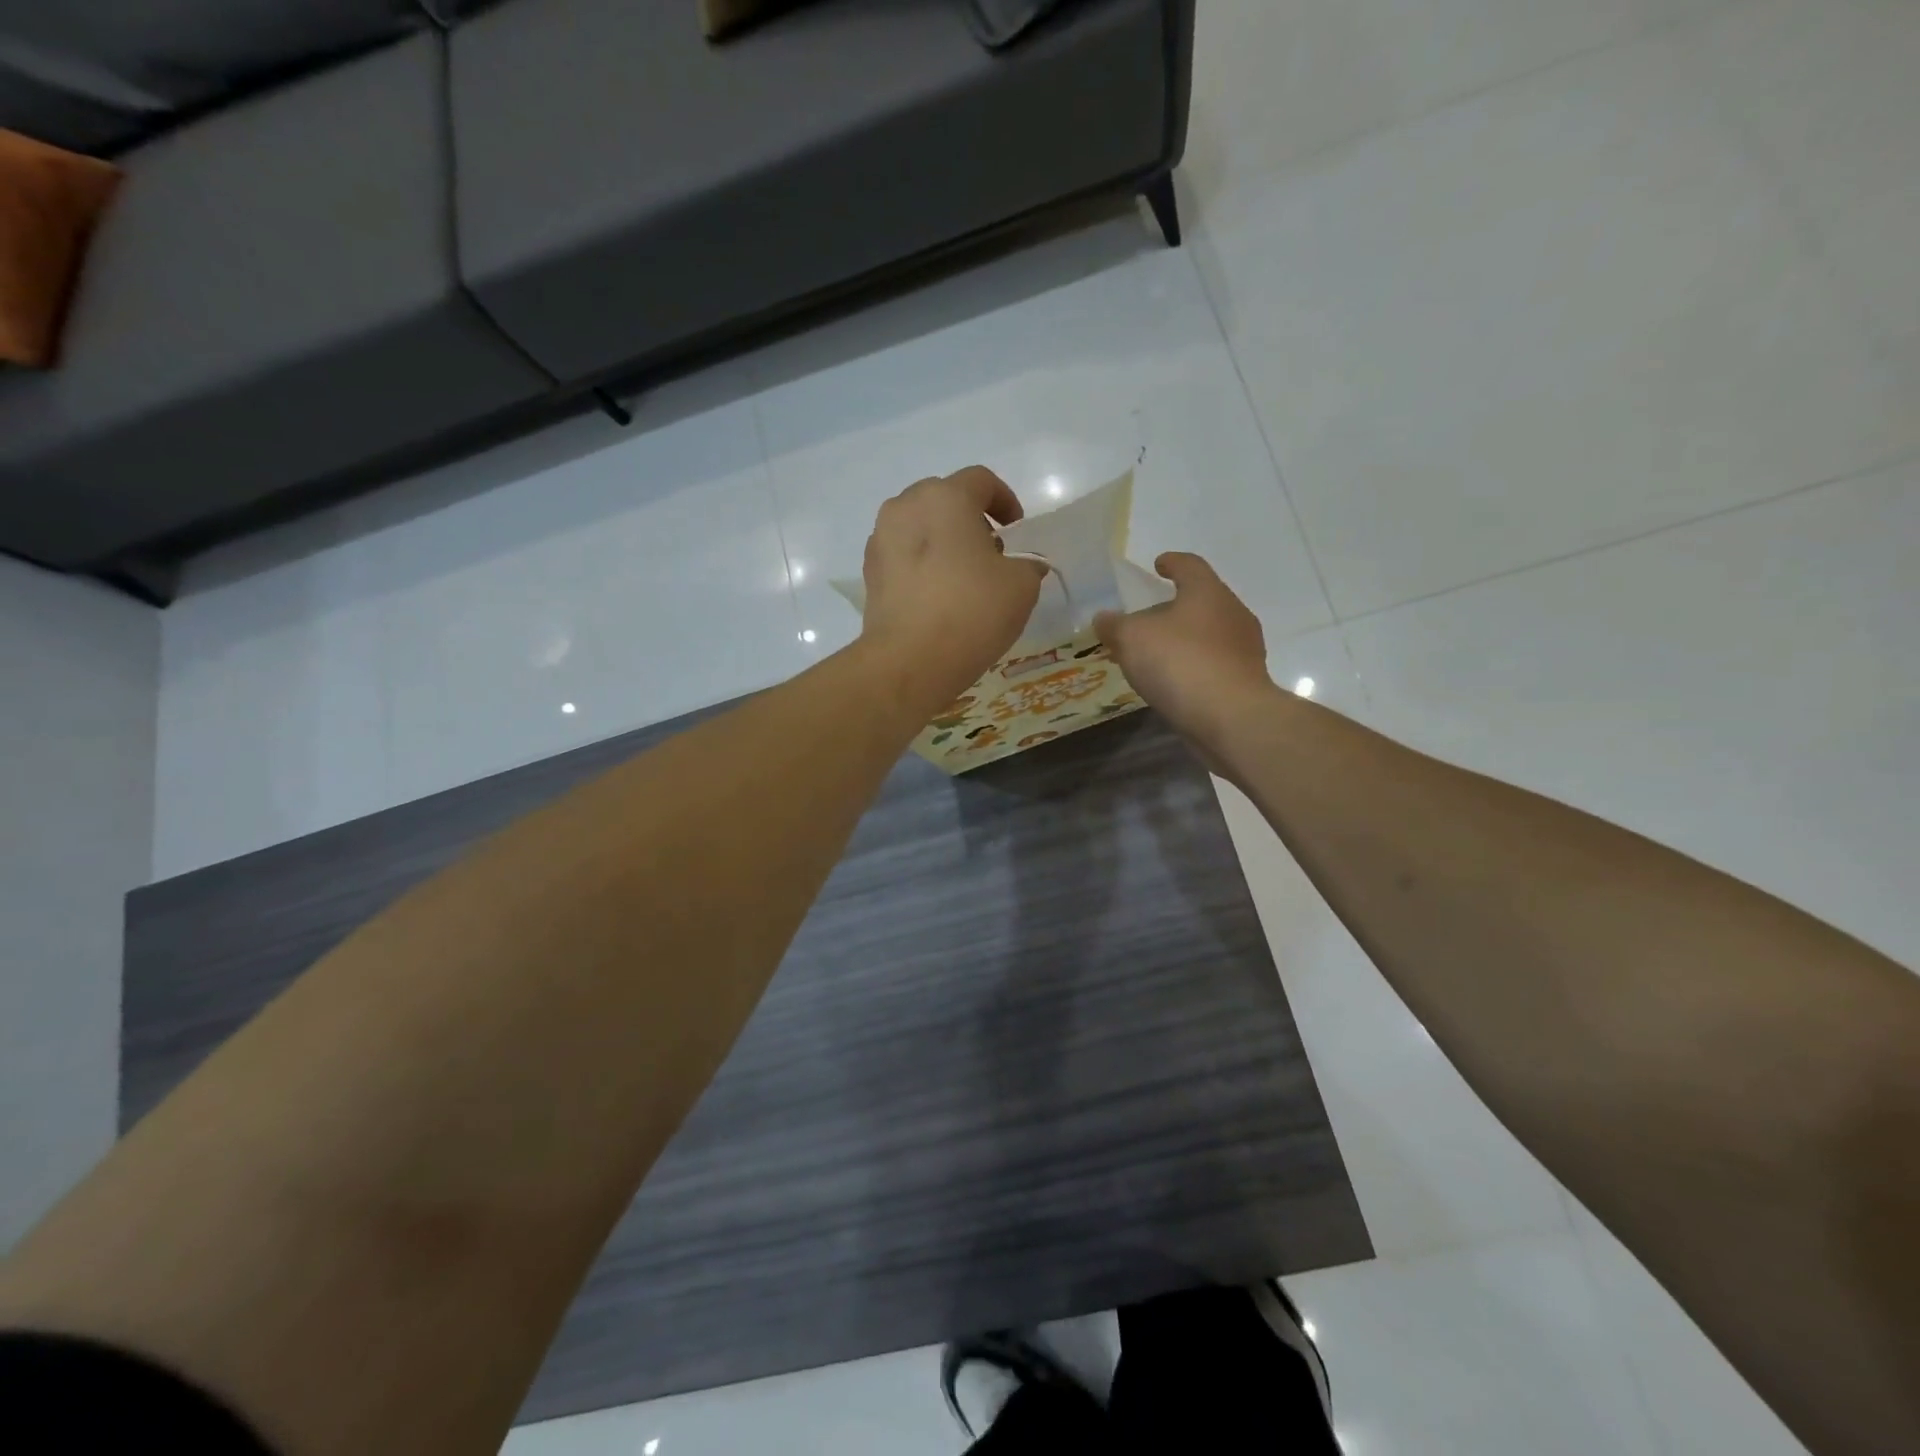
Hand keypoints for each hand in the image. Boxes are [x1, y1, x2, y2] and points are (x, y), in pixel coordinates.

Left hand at [860, 467, 1045, 710]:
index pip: (980, 481)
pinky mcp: (869, 573)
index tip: (1016, 529)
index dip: (1005, 500)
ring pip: (919, 526)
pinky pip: (902, 555)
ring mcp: (881, 539)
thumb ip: (1027, 565)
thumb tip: (1024, 566)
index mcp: (945, 497)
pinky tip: (937, 595)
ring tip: (962, 576)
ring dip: (943, 541)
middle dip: (970, 519)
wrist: (909, 660)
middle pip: (944, 499)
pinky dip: (921, 564)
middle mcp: (905, 507)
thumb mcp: (1021, 586)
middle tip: (990, 552)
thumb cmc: (971, 612)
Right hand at [1093, 553, 1273, 745]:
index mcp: (1208, 592)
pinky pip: (1213, 665)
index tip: (1159, 564)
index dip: (1172, 563)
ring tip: (1156, 655)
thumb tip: (1103, 619)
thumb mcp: (1132, 639)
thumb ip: (1114, 625)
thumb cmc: (1180, 663)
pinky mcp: (1245, 682)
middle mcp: (1233, 614)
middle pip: (1202, 602)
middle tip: (1147, 620)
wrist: (1230, 718)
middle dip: (1174, 608)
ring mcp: (1244, 650)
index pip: (1190, 566)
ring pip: (1208, 635)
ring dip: (1183, 641)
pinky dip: (1192, 667)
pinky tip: (1173, 682)